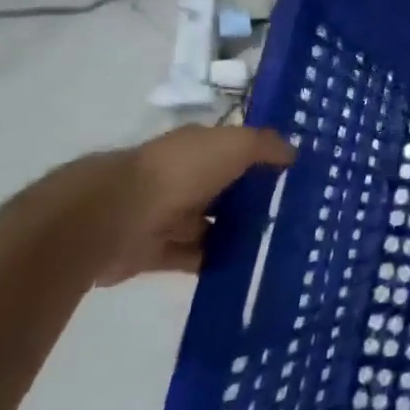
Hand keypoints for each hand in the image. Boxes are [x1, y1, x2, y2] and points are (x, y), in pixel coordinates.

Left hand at [83, 125, 295, 284]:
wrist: (114, 216)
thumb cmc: (181, 171)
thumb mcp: (236, 144)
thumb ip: (267, 146)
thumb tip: (293, 153)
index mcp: (197, 147)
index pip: (235, 149)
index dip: (262, 157)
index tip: (295, 171)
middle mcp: (181, 177)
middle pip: (224, 188)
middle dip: (252, 198)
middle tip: (294, 211)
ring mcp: (165, 216)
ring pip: (209, 224)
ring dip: (235, 232)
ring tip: (276, 242)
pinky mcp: (153, 253)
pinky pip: (192, 257)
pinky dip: (214, 261)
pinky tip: (245, 265)